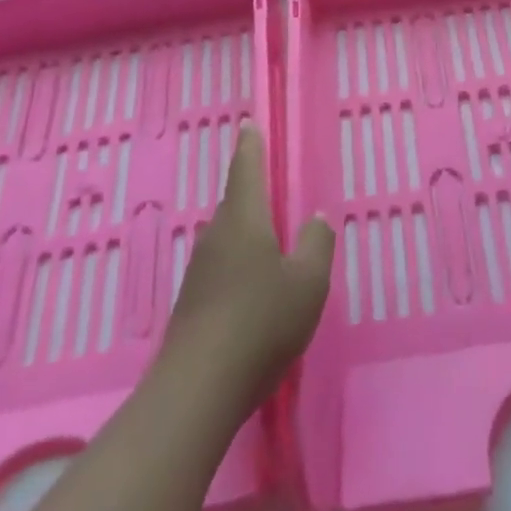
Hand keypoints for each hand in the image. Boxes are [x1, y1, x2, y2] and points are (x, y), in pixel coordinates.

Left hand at [160, 128, 333, 414]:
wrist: (199, 387)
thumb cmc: (262, 321)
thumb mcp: (307, 283)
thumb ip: (316, 245)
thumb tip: (315, 217)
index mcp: (244, 221)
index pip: (246, 170)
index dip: (250, 145)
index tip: (247, 123)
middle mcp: (217, 237)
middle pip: (234, 203)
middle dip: (249, 189)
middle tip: (265, 179)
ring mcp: (200, 271)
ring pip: (226, 236)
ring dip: (245, 229)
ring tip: (267, 234)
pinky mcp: (193, 302)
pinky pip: (221, 265)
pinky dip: (238, 261)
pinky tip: (252, 283)